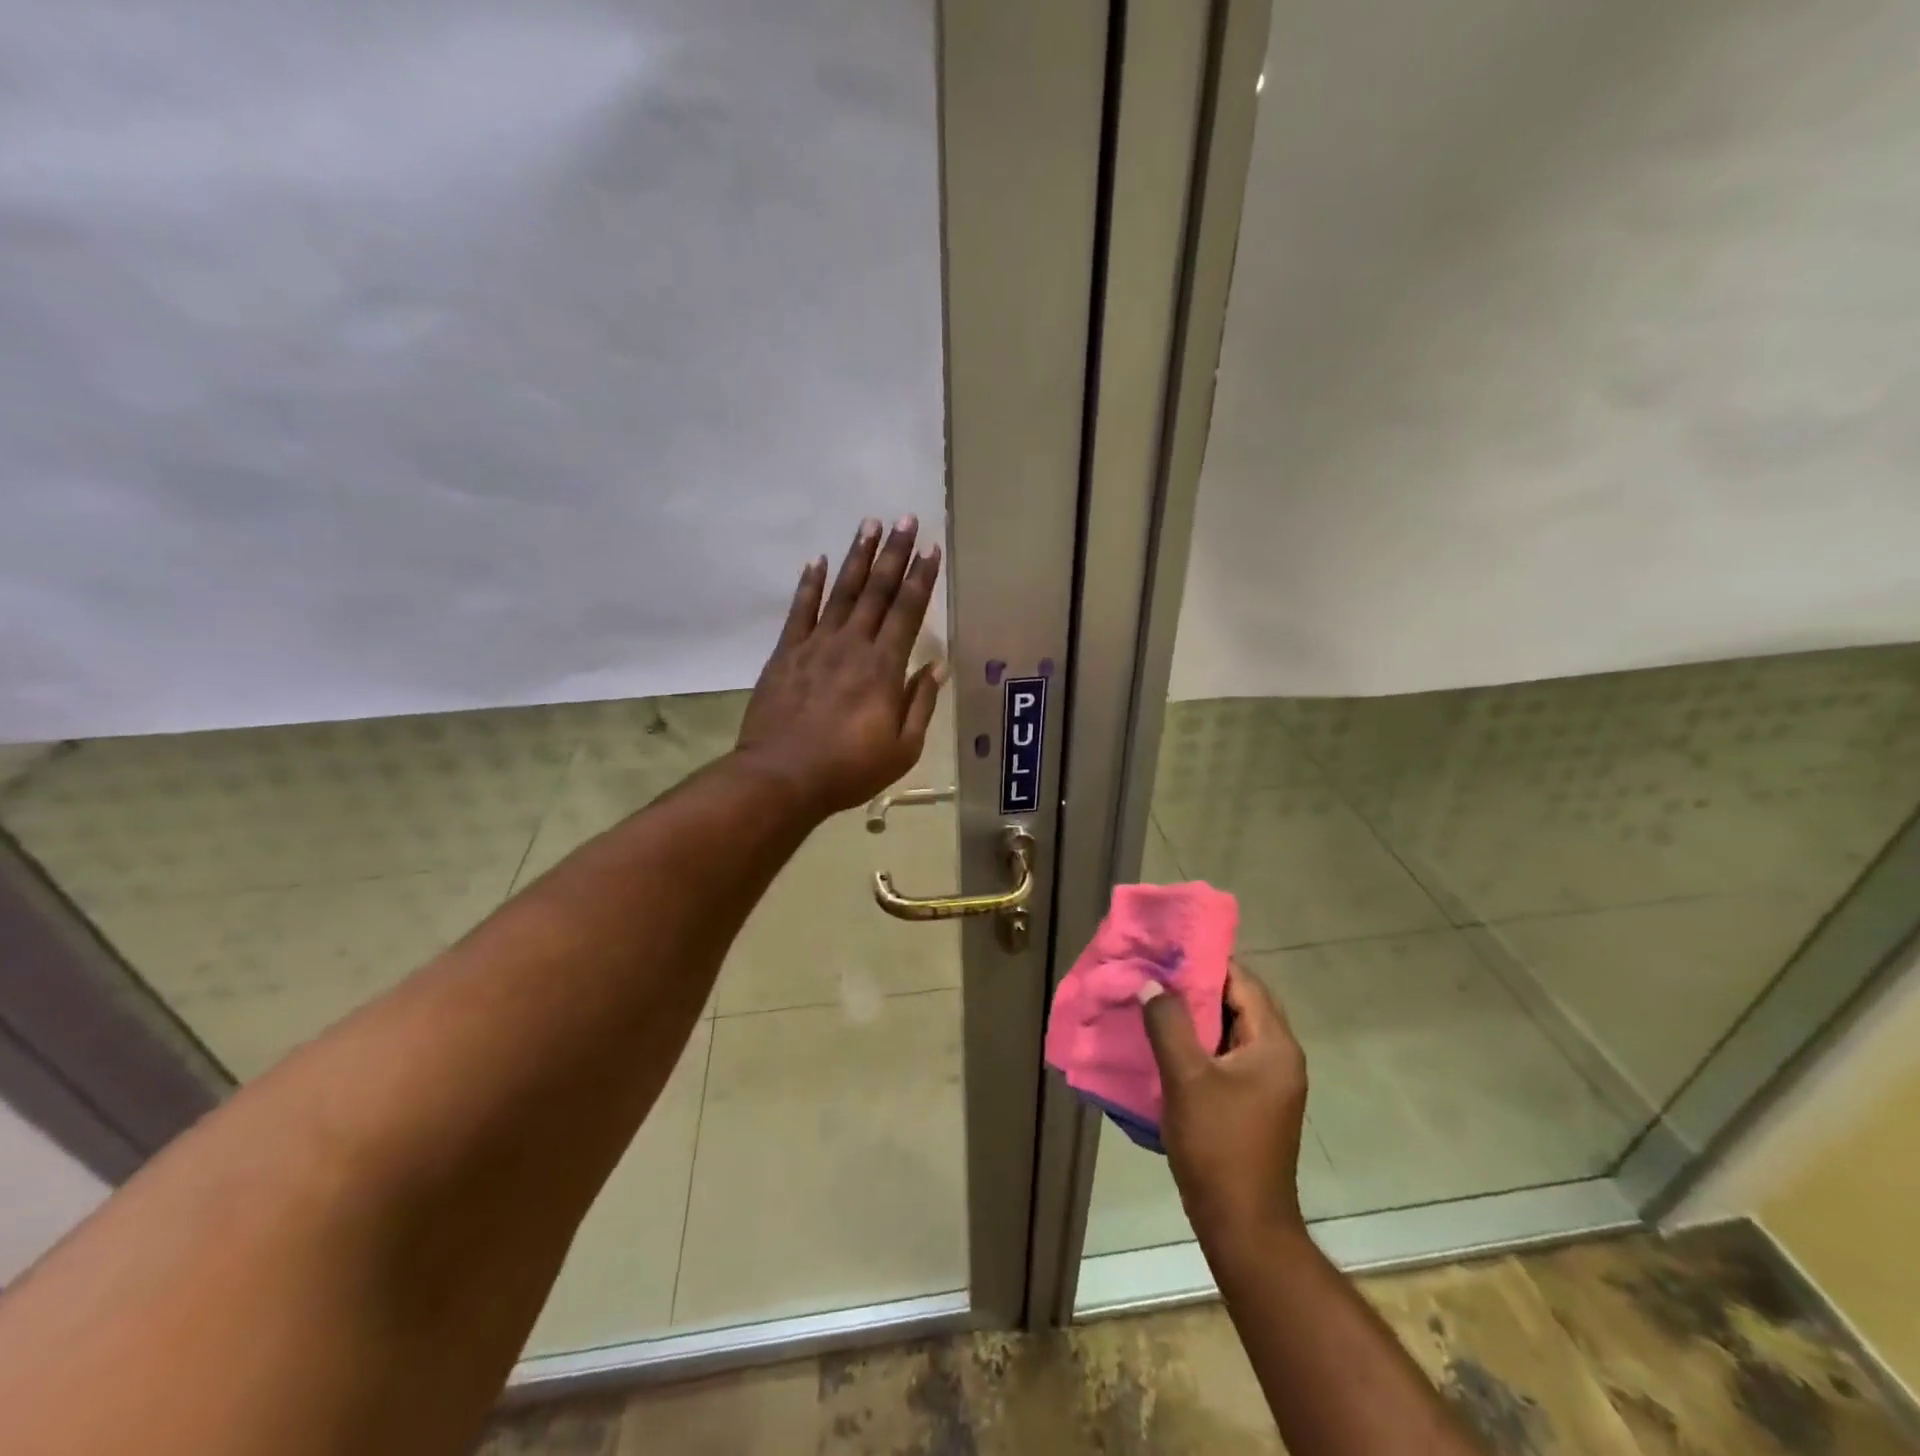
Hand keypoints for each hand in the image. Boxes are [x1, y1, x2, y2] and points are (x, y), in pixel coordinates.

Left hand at [735, 515, 945, 818]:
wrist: (781, 777)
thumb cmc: (848, 769)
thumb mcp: (902, 749)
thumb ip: (921, 704)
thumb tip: (937, 666)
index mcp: (884, 668)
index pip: (908, 613)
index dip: (921, 579)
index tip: (932, 549)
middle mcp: (852, 646)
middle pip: (876, 591)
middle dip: (894, 554)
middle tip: (906, 519)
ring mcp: (816, 645)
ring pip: (841, 592)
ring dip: (857, 557)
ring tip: (869, 524)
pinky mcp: (786, 653)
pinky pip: (800, 611)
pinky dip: (809, 584)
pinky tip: (816, 561)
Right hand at [1142, 963, 1309, 1245]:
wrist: (1243, 1225)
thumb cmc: (1218, 1145)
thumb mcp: (1186, 1078)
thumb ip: (1168, 1023)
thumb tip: (1152, 983)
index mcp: (1274, 1045)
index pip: (1243, 982)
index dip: (1205, 963)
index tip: (1166, 952)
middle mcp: (1279, 1056)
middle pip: (1239, 1003)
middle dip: (1198, 987)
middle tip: (1156, 975)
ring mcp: (1269, 1082)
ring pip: (1231, 1030)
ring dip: (1197, 1016)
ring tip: (1154, 1002)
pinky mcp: (1254, 1101)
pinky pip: (1227, 1055)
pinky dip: (1200, 1043)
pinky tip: (1167, 1043)